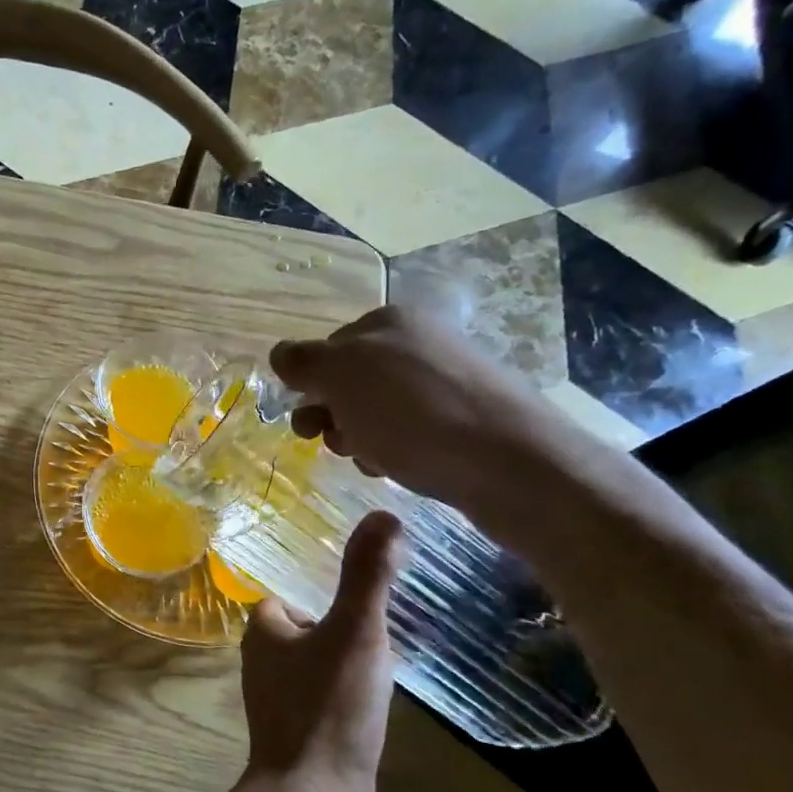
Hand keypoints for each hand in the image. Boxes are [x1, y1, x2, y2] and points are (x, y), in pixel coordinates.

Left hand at [239, 511, 400, 791]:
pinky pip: (325, 699)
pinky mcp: (299, 733)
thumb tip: (384, 513)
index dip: (324, 593)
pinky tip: (377, 706)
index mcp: (263, 632)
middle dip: (342, 627)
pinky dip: (348, 695)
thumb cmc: (328, 707)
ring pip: (317, 664)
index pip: (290, 595)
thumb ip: (367, 576)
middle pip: (307, 628)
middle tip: (383, 630)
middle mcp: (262, 662)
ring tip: (387, 664)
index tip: (363, 596)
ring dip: (348, 662)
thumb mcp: (356, 632)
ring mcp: (279, 701)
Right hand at [270, 305, 576, 522]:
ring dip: (360, 438)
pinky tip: (400, 469)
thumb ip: (304, 361)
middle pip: (350, 382)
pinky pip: (409, 432)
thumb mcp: (342, 377)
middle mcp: (419, 343)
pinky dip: (394, 451)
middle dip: (334, 415)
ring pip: (376, 411)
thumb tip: (280, 354)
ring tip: (372, 460)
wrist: (512, 462)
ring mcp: (447, 381)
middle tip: (336, 443)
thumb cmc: (414, 413)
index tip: (309, 420)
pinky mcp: (466, 420)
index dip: (310, 386)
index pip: (325, 349)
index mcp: (389, 323)